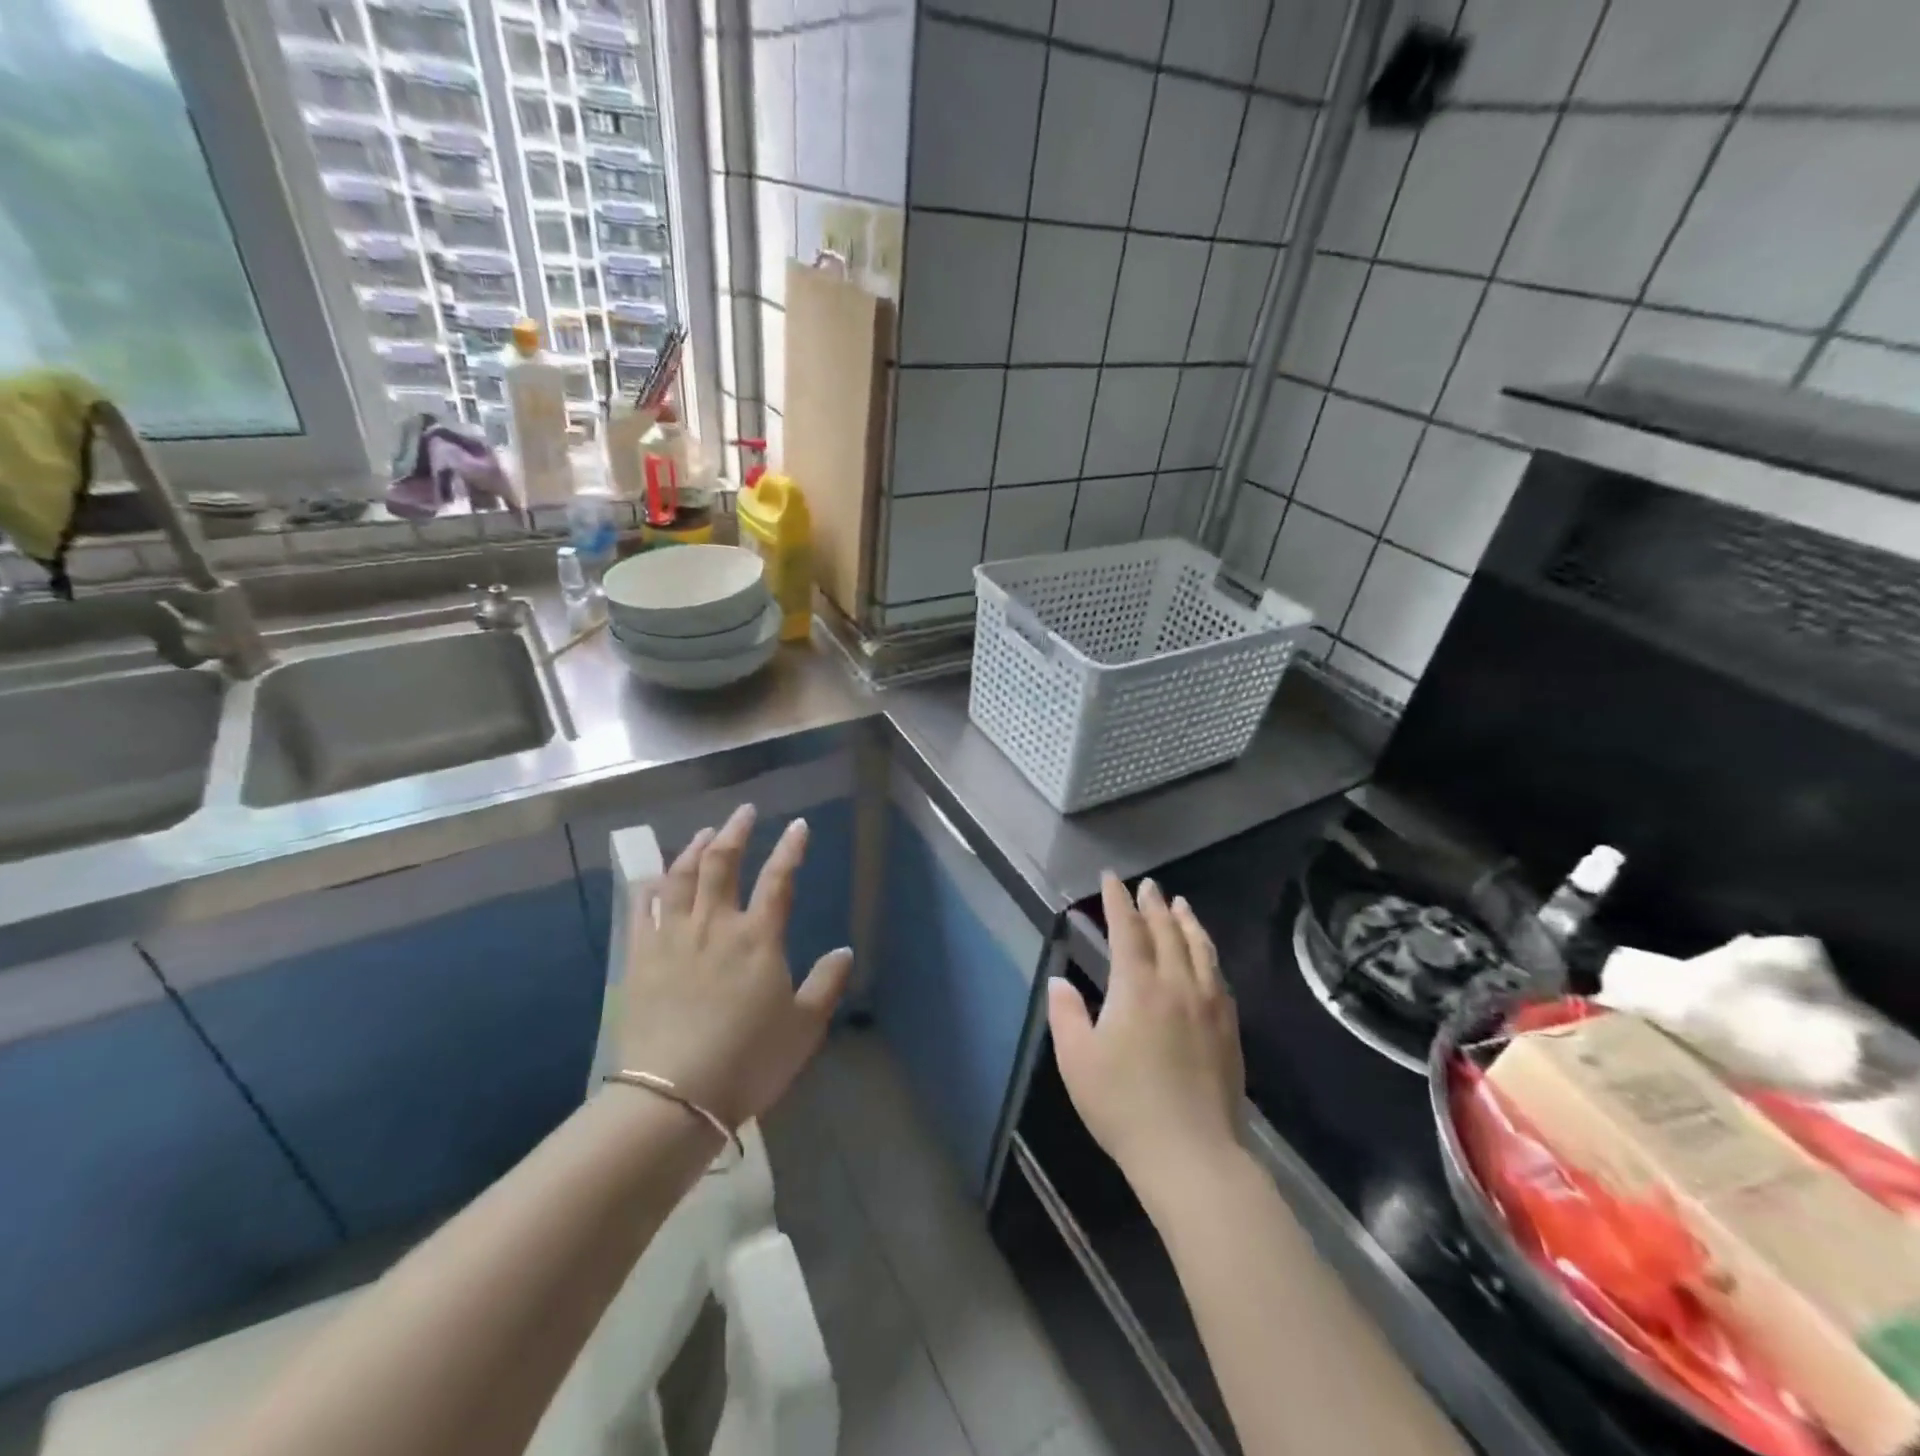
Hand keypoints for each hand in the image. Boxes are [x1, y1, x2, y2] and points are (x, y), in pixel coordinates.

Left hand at [615, 804, 851, 1129]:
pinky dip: (652, 884)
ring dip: (695, 848)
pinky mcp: (641, 957)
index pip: (779, 878)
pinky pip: (644, 907)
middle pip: (722, 863)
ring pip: (681, 876)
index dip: (791, 848)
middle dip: (736, 832)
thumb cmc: (748, 1061)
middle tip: (745, 812)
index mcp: (759, 938)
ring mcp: (674, 938)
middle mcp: (716, 925)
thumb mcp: (803, 1027)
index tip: (799, 825)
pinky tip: (657, 876)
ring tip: (706, 832)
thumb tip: (843, 951)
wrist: (674, 1097)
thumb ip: (825, 984)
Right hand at [1049, 874, 1244, 1202]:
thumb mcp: (1077, 1061)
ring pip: (1200, 949)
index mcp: (1137, 986)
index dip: (1118, 900)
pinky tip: (1206, 957)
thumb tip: (1060, 982)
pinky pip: (1219, 976)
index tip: (1112, 879)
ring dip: (1187, 922)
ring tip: (1181, 904)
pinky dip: (1208, 954)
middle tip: (1148, 885)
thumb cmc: (1124, 1106)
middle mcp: (1177, 984)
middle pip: (1167, 931)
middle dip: (1154, 904)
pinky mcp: (1228, 1028)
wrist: (1192, 1155)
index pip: (1128, 929)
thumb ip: (1066, 1015)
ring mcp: (1208, 1005)